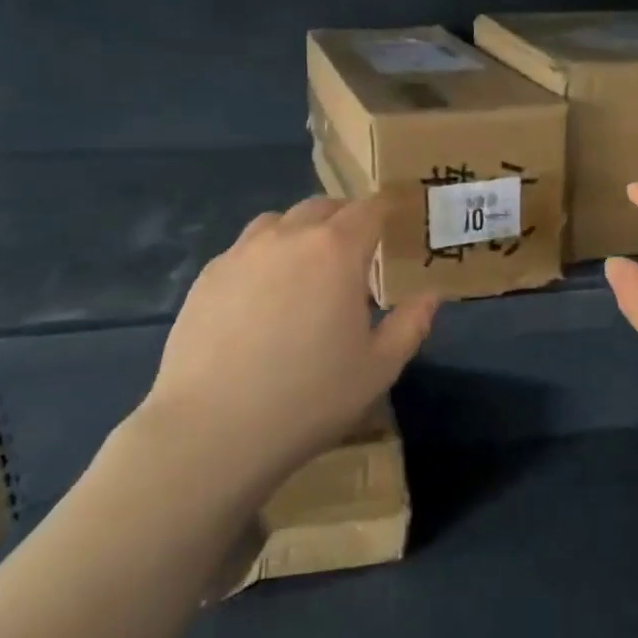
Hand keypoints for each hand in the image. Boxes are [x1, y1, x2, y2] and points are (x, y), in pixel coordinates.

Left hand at [133, 196, 438, 491]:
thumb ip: (411, 324)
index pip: (369, 210)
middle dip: (346, 217)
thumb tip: (430, 296)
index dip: (387, 209)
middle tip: (359, 249)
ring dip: (302, 232)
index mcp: (336, 251)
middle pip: (322, 207)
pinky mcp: (207, 278)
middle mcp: (288, 238)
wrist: (212, 430)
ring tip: (309, 267)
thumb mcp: (380, 368)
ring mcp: (241, 254)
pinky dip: (266, 256)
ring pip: (278, 222)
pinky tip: (265, 296)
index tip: (399, 218)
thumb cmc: (309, 397)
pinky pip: (245, 249)